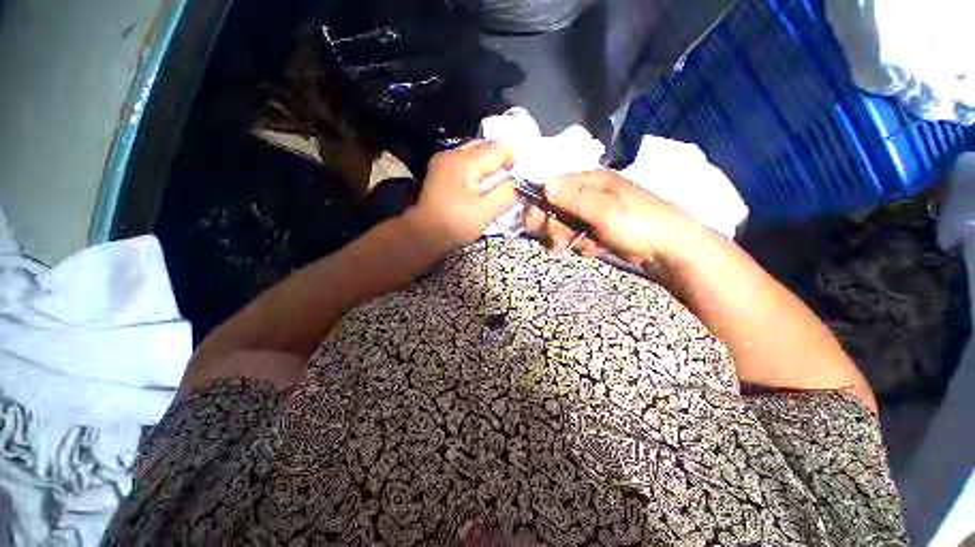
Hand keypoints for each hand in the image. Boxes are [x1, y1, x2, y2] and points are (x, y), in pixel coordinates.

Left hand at [405, 140, 516, 250]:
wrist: (424, 234)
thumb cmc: (455, 225)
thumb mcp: (486, 212)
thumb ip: (506, 193)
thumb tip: (518, 181)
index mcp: (465, 161)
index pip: (500, 148)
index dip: (513, 162)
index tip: (515, 181)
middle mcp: (453, 153)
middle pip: (486, 146)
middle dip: (500, 162)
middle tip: (505, 183)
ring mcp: (444, 159)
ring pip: (475, 152)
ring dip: (487, 165)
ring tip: (491, 185)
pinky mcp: (440, 169)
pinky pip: (465, 160)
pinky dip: (476, 169)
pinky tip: (476, 185)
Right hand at [524, 170, 700, 264]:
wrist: (670, 249)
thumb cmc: (639, 224)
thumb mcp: (604, 211)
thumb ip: (574, 199)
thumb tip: (544, 185)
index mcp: (592, 181)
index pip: (555, 186)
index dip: (540, 204)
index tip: (531, 224)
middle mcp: (591, 193)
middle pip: (558, 207)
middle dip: (555, 227)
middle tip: (560, 243)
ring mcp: (596, 211)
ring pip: (567, 224)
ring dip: (570, 238)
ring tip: (586, 247)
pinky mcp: (600, 227)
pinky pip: (579, 235)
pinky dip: (583, 244)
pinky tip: (595, 249)